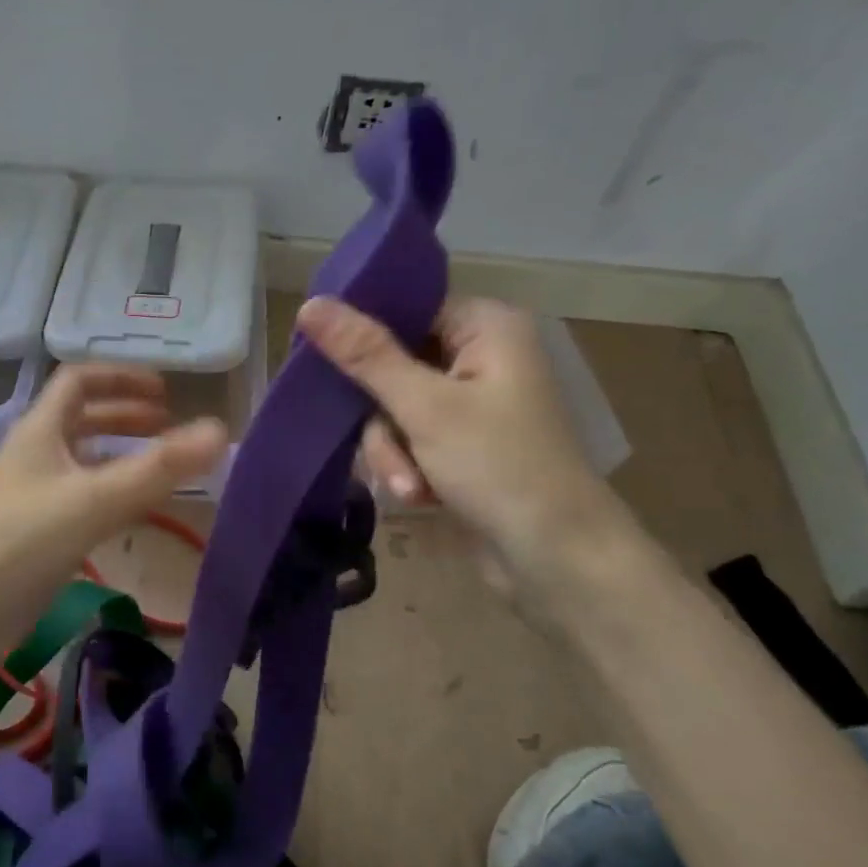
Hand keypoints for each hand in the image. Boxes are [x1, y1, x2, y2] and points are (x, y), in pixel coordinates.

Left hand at [0, 365, 226, 661]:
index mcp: (39, 432)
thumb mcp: (94, 500)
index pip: (78, 381)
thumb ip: (159, 469)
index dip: (121, 378)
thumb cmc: (18, 544)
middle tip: (168, 426)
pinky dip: (109, 495)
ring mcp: (29, 498)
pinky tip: (130, 515)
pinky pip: (78, 501)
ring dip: (118, 456)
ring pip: (80, 463)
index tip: (165, 391)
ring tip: (159, 467)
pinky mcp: (31, 538)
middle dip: (125, 416)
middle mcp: (33, 457)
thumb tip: (220, 431)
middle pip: (80, 420)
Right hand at [296, 295, 625, 586]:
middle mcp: (480, 356)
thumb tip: (309, 305)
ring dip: (393, 451)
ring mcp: (471, 403)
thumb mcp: (425, 408)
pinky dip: (408, 467)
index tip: (321, 362)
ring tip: (412, 486)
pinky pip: (409, 438)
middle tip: (391, 452)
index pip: (405, 309)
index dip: (362, 335)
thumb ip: (365, 355)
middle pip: (392, 365)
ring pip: (393, 409)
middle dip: (384, 420)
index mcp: (486, 327)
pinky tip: (422, 496)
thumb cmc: (500, 468)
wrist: (557, 561)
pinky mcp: (461, 443)